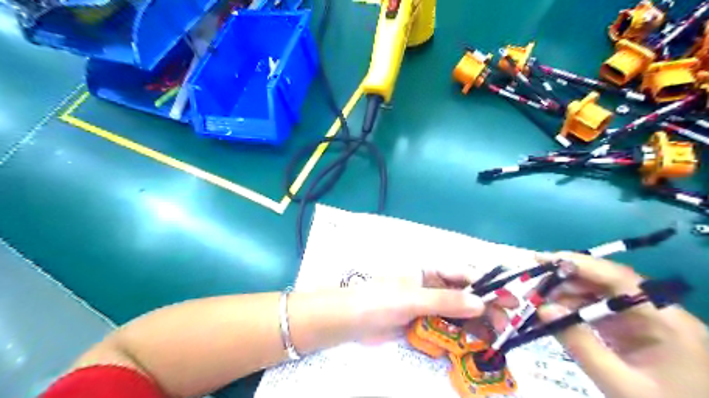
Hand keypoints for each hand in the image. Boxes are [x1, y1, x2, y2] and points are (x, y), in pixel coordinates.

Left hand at [349, 265, 519, 342]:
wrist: (352, 321)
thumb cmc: (381, 300)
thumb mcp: (413, 298)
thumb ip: (445, 301)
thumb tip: (481, 303)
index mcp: (427, 272)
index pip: (461, 275)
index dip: (485, 286)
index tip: (508, 299)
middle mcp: (429, 287)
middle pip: (462, 295)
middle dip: (484, 307)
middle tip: (505, 323)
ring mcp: (426, 306)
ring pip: (456, 313)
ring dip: (475, 323)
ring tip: (495, 337)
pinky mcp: (421, 323)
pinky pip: (445, 327)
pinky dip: (459, 334)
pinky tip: (474, 344)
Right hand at [539, 252, 708, 396]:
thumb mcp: (619, 383)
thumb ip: (580, 343)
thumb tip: (542, 308)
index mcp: (667, 320)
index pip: (619, 278)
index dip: (579, 264)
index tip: (542, 260)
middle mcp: (658, 311)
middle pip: (607, 282)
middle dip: (567, 281)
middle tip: (533, 286)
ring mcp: (647, 320)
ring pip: (600, 294)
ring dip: (568, 294)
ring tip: (539, 301)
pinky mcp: (635, 329)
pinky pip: (600, 309)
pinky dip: (575, 308)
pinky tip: (555, 312)